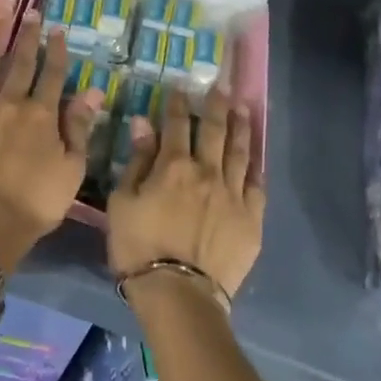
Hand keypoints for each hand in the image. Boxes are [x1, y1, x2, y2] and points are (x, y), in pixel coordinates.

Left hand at [0, 14, 99, 271]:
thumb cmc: (37, 202)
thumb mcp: (73, 169)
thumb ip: (80, 127)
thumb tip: (92, 90)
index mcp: (43, 115)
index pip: (53, 74)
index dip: (57, 50)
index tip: (58, 29)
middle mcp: (11, 103)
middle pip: (21, 63)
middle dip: (28, 36)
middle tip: (30, 12)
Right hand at [107, 86, 264, 299]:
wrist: (179, 292)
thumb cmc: (138, 247)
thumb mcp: (123, 202)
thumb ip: (136, 161)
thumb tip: (144, 123)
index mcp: (174, 166)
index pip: (177, 124)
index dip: (178, 104)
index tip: (180, 88)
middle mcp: (208, 172)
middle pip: (215, 131)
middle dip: (216, 106)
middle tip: (220, 88)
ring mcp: (234, 195)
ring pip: (240, 152)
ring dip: (240, 127)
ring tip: (242, 109)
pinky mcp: (252, 219)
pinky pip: (257, 185)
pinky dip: (255, 166)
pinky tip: (255, 158)